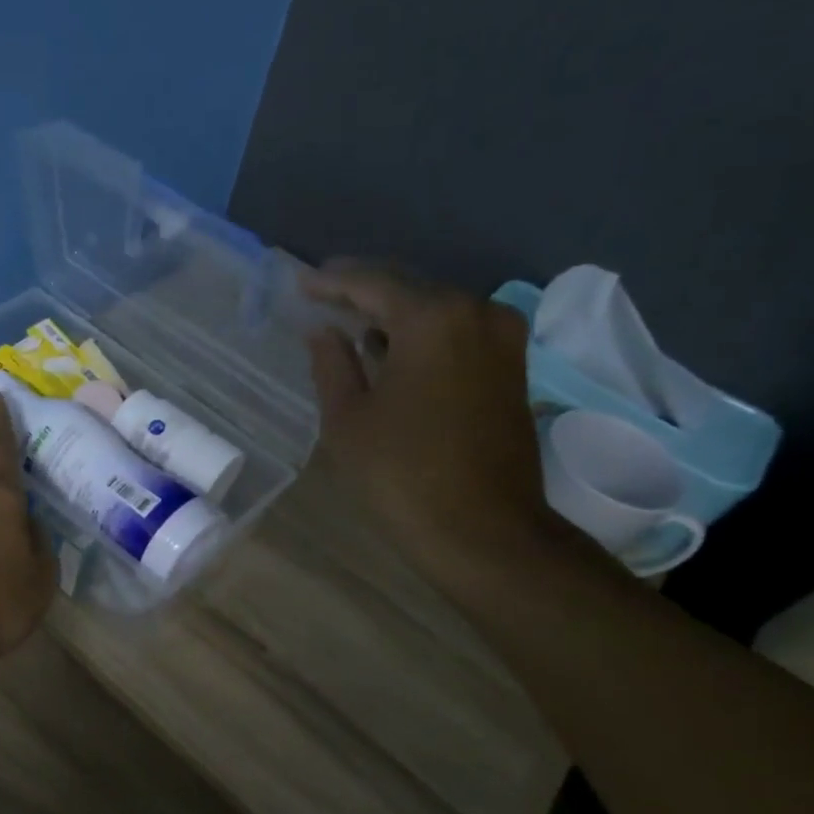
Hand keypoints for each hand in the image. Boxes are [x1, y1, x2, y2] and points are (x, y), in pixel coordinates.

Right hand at [304, 261, 566, 579]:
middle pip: (410, 289)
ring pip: (436, 311)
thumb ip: (332, 364)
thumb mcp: (347, 419)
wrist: (483, 532)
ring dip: (394, 316)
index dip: (331, 282)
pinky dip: (422, 337)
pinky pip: (457, 334)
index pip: (373, 283)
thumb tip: (324, 331)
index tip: (300, 282)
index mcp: (432, 318)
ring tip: (351, 324)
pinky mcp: (512, 368)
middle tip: (323, 296)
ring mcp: (503, 340)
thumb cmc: (401, 474)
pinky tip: (391, 352)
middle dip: (365, 293)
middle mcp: (476, 313)